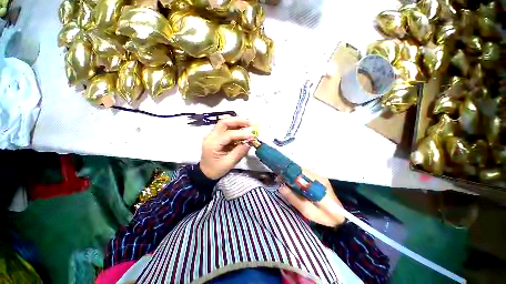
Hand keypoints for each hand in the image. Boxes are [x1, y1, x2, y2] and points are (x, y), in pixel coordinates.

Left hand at [200, 117, 253, 179]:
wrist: (205, 172)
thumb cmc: (216, 169)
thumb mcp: (228, 163)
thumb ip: (239, 152)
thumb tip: (249, 143)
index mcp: (212, 144)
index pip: (228, 135)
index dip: (241, 134)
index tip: (252, 135)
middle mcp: (211, 137)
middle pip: (223, 123)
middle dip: (237, 121)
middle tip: (249, 123)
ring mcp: (212, 135)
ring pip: (224, 123)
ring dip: (236, 122)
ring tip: (247, 124)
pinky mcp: (216, 136)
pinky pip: (225, 128)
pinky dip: (235, 127)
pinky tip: (242, 129)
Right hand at [279, 169, 345, 226]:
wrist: (338, 216)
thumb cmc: (323, 215)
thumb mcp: (307, 211)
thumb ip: (294, 199)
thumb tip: (281, 187)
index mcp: (317, 183)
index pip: (300, 172)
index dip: (288, 173)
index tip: (279, 178)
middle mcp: (318, 176)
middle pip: (299, 169)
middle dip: (288, 173)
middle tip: (279, 180)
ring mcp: (319, 176)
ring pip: (301, 171)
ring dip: (291, 175)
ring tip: (283, 182)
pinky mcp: (318, 178)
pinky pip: (304, 174)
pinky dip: (296, 176)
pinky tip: (292, 183)